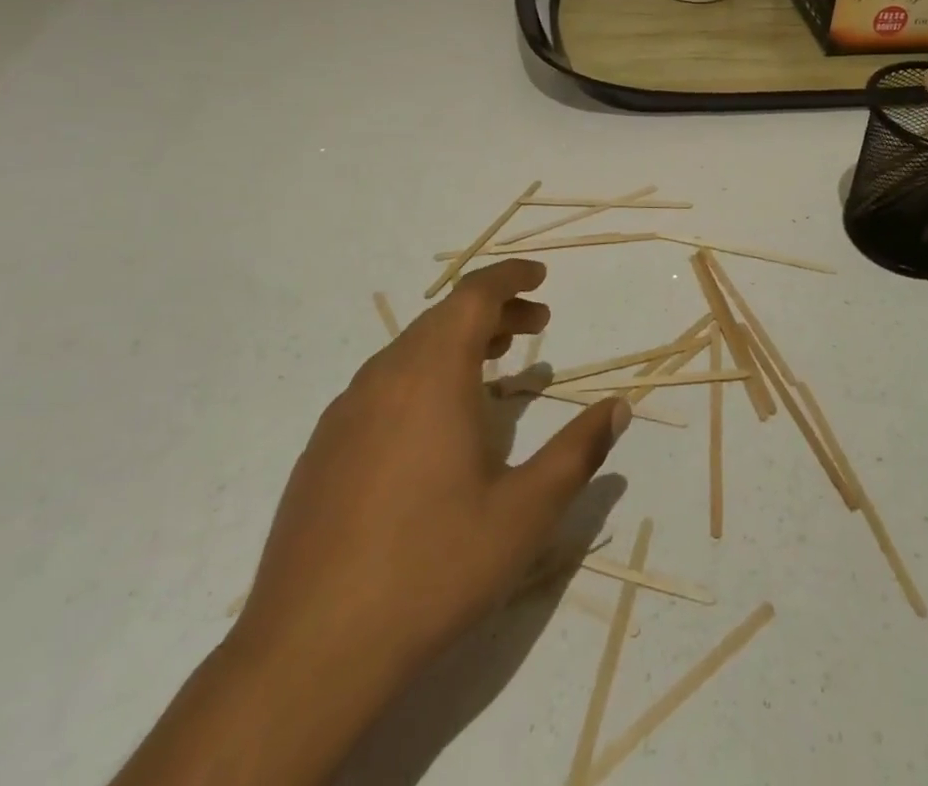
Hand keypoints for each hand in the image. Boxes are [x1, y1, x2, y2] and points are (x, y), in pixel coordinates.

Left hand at [232, 259, 630, 701]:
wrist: (308, 651)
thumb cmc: (432, 568)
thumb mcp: (524, 514)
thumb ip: (577, 452)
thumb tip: (618, 407)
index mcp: (432, 375)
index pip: (474, 295)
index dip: (510, 277)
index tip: (540, 276)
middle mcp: (385, 376)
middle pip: (444, 317)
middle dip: (494, 310)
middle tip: (536, 325)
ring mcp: (346, 411)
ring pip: (410, 349)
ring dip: (458, 342)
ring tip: (496, 363)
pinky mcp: (323, 447)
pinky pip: (383, 385)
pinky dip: (423, 375)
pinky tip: (437, 423)